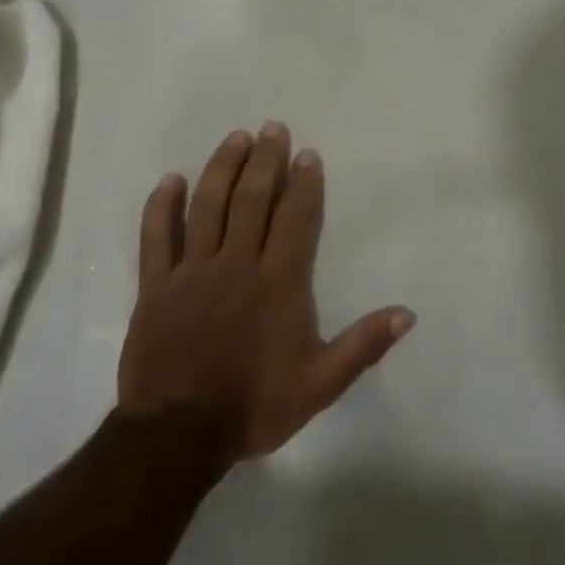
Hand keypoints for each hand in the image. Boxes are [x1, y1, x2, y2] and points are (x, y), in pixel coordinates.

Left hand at [117, 121, 414, 461]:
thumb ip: (363, 345)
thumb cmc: (254, 405)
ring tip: (236, 138)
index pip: (294, 219)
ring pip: (207, 206)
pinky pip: (156, 237)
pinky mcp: (156, 286)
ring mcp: (192, 271)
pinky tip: (170, 179)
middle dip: (265, 160)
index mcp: (277, 282)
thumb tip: (408, 313)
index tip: (307, 153)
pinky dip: (161, 206)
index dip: (303, 183)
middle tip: (273, 127)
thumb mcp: (319, 384)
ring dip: (222, 168)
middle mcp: (236, 264)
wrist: (178, 436)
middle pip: (251, 200)